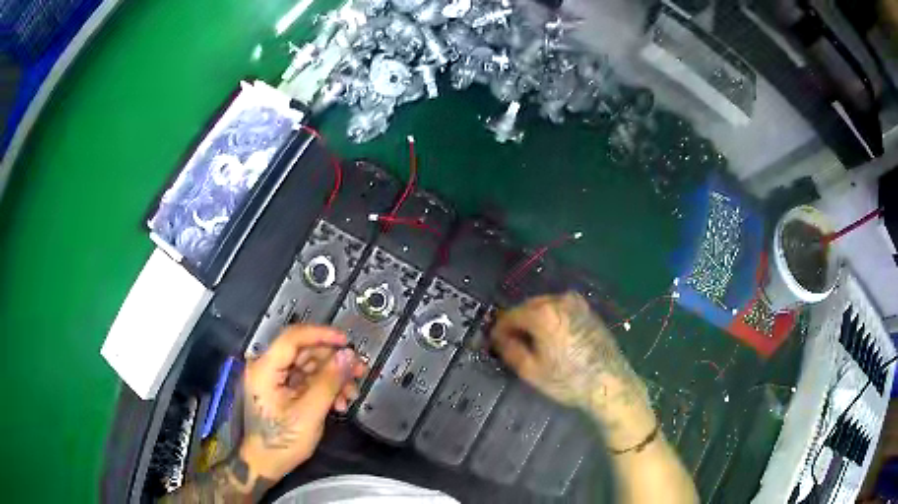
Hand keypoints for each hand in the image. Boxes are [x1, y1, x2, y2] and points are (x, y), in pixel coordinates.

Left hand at [240, 325, 365, 482]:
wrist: (265, 463)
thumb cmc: (281, 441)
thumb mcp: (309, 413)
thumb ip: (328, 382)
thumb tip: (348, 355)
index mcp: (265, 368)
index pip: (293, 337)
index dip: (322, 335)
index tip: (347, 342)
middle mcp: (268, 367)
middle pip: (304, 351)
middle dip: (333, 362)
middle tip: (359, 372)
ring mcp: (274, 378)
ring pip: (309, 365)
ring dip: (333, 377)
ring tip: (351, 395)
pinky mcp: (282, 389)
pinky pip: (307, 379)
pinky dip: (325, 387)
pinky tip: (339, 402)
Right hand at [491, 292, 655, 448]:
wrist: (610, 383)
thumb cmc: (568, 380)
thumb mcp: (531, 371)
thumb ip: (509, 350)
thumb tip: (498, 338)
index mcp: (543, 313)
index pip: (510, 316)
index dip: (499, 330)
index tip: (494, 343)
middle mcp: (559, 300)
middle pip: (527, 307)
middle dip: (517, 323)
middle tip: (511, 344)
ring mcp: (576, 303)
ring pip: (544, 307)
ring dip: (534, 321)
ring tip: (531, 343)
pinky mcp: (588, 311)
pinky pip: (560, 310)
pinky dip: (550, 320)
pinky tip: (552, 340)